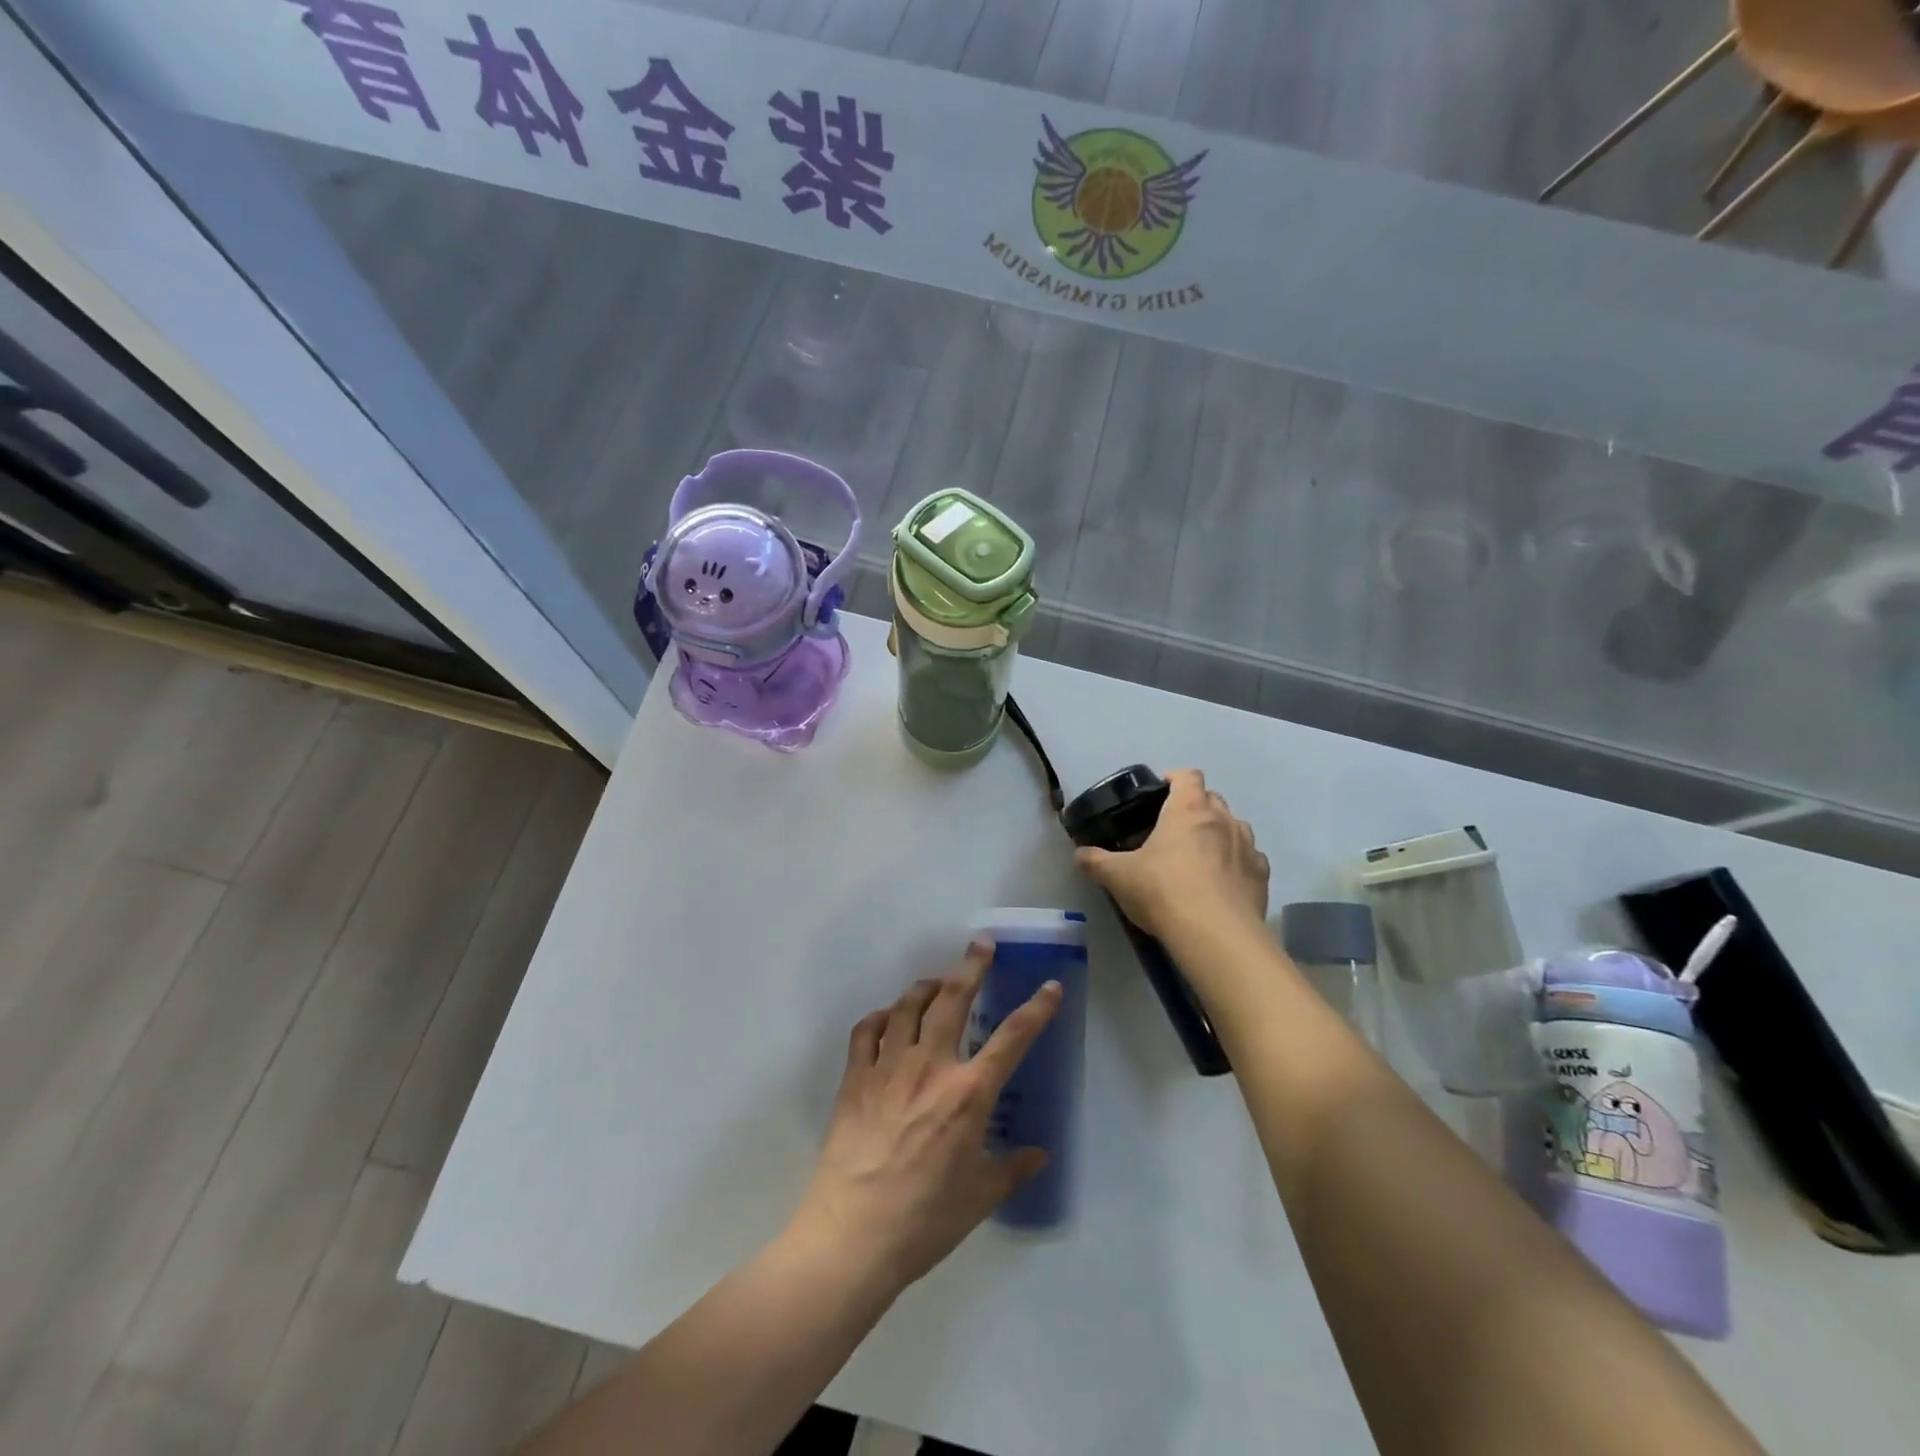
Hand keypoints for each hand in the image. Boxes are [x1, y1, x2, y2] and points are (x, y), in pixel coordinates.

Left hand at [786, 944, 1061, 1293]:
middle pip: (954, 999)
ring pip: (908, 1005)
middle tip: (981, 944)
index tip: (1050, 986)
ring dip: (926, 986)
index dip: (1036, 1009)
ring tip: (936, 981)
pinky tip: (888, 1019)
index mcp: (968, 1094)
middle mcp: (931, 1066)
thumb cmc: (924, 1220)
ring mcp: (889, 1067)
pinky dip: (881, 1017)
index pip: (1012, 1039)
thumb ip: (1011, 1169)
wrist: (852, 1236)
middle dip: (972, 966)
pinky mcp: (855, 1077)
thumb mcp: (979, 1198)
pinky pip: (867, 1031)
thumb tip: (1039, 1155)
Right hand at [1075, 769, 1268, 942]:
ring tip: (1201, 856)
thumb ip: (1095, 861)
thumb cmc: (1163, 891)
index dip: (1174, 779)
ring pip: (1235, 826)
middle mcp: (1223, 819)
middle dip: (1196, 807)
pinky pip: (1251, 859)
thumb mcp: (1118, 876)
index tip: (1160, 793)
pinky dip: (1238, 863)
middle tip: (1173, 830)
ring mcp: (1248, 846)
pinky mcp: (1262, 876)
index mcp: (1188, 810)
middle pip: (1213, 799)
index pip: (1187, 776)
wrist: (1216, 935)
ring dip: (1220, 834)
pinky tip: (1224, 883)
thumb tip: (1080, 855)